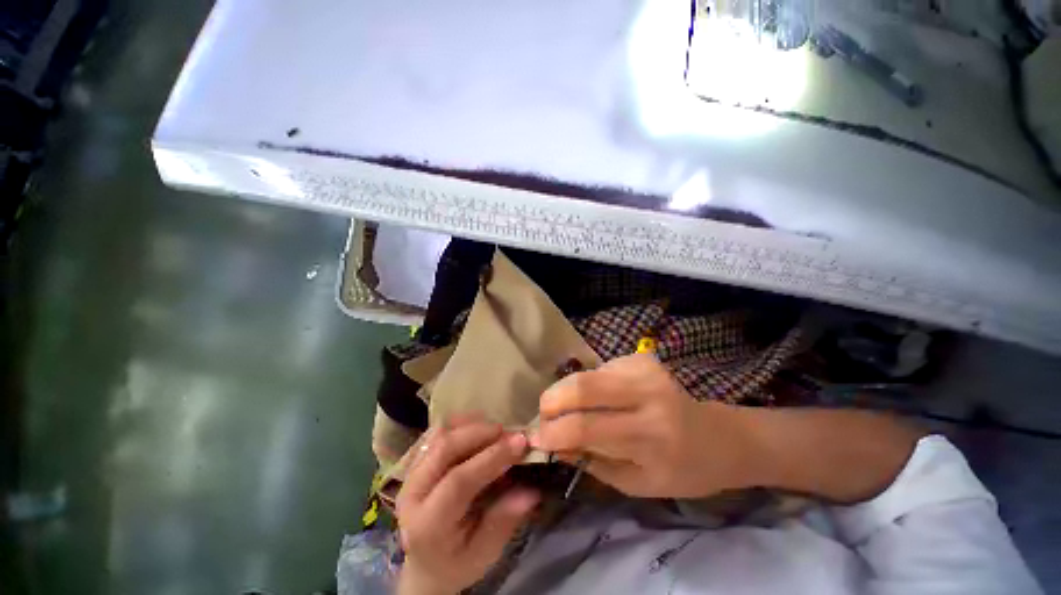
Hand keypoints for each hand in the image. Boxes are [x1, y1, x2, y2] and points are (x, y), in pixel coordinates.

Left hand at [396, 418, 539, 594]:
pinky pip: (435, 432)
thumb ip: (503, 521)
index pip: (458, 482)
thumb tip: (530, 491)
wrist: (426, 564)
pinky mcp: (413, 463)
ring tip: (496, 430)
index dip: (491, 457)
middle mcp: (412, 494)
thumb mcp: (484, 554)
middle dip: (480, 433)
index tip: (520, 443)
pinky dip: (460, 424)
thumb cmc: (458, 562)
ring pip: (439, 434)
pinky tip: (478, 428)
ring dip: (470, 425)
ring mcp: (408, 475)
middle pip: (444, 448)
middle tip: (509, 432)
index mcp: (427, 526)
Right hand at [530, 354, 758, 498]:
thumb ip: (592, 462)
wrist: (720, 437)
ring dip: (569, 392)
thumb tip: (554, 443)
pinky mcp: (642, 358)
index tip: (536, 438)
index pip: (586, 427)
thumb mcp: (636, 484)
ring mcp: (646, 370)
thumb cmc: (681, 470)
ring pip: (587, 374)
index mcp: (649, 437)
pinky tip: (600, 397)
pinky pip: (600, 369)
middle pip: (582, 386)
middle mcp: (648, 396)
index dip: (553, 431)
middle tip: (544, 414)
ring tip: (572, 409)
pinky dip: (590, 385)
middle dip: (552, 399)